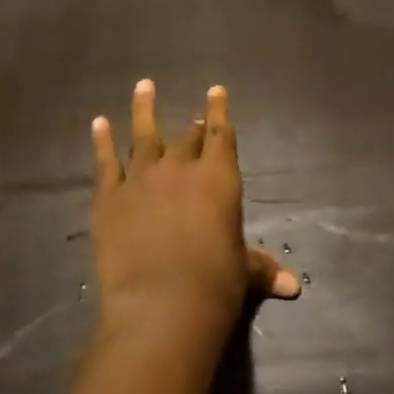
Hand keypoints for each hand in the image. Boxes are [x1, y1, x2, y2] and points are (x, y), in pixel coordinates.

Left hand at [90, 81, 298, 359]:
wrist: (161, 307)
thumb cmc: (215, 287)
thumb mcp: (243, 273)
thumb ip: (262, 269)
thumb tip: (294, 287)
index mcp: (219, 179)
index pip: (221, 134)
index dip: (219, 111)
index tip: (216, 91)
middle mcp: (180, 168)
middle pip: (187, 137)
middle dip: (193, 127)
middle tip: (194, 120)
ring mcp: (141, 179)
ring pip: (143, 135)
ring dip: (144, 109)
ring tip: (144, 86)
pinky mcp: (109, 198)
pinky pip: (105, 161)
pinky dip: (101, 140)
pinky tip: (98, 123)